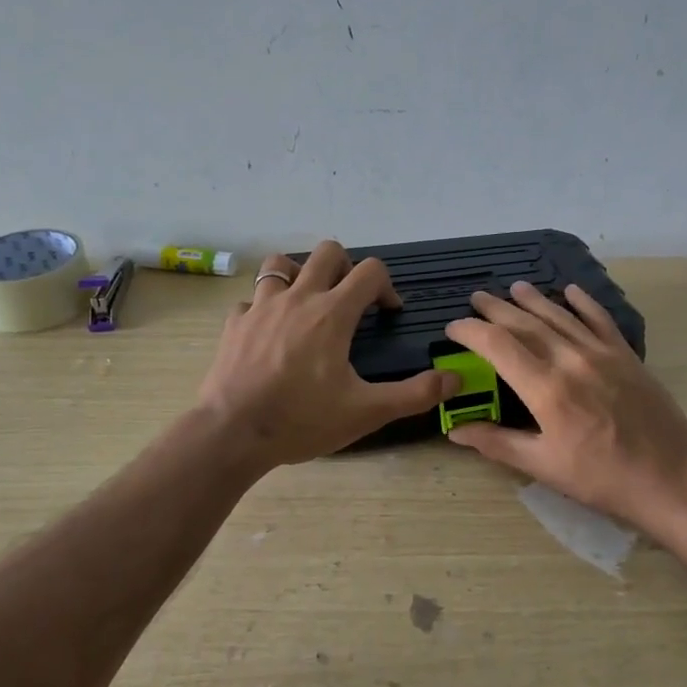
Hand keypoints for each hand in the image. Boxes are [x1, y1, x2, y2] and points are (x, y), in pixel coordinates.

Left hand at [195, 241, 458, 468]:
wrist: (231, 434)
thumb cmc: (302, 420)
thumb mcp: (366, 412)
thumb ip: (414, 394)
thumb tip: (455, 380)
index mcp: (332, 313)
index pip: (370, 271)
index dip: (387, 286)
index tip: (388, 313)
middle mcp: (298, 297)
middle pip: (327, 252)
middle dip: (346, 268)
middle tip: (350, 302)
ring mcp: (260, 307)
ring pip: (280, 264)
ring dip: (299, 273)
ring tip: (307, 302)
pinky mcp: (234, 324)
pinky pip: (251, 300)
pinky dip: (264, 307)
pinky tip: (269, 332)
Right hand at [443, 281, 686, 528]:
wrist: (671, 478)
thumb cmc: (601, 478)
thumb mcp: (543, 466)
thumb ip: (497, 443)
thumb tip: (455, 431)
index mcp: (546, 389)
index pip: (498, 345)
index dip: (471, 331)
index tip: (453, 328)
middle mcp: (571, 360)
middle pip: (526, 323)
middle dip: (496, 309)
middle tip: (476, 299)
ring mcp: (602, 353)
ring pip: (560, 316)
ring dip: (533, 300)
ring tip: (513, 288)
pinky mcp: (626, 356)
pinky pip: (600, 319)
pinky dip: (583, 302)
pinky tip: (570, 291)